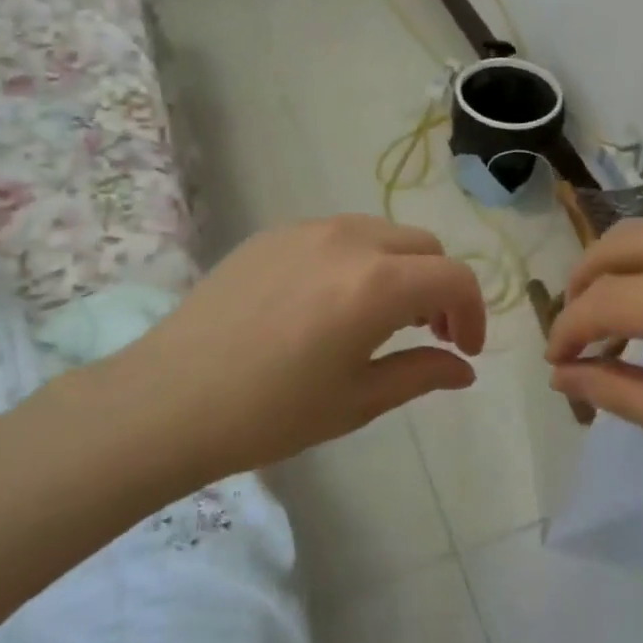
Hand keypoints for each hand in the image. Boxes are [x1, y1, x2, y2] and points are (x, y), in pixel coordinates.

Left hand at [92, 216, 486, 481]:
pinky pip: (338, 234)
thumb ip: (421, 374)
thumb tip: (464, 370)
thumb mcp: (357, 401)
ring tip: (384, 317)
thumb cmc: (270, 413)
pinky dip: (359, 260)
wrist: (168, 399)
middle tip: (431, 334)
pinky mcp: (273, 234)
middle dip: (440, 287)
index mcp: (376, 284)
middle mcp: (348, 240)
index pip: (454, 278)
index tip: (465, 350)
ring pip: (381, 233)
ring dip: (401, 269)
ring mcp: (306, 230)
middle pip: (423, 247)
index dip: (474, 312)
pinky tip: (333, 302)